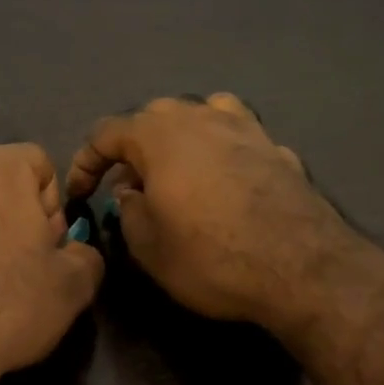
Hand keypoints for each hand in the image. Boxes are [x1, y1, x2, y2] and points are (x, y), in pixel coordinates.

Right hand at [65, 94, 362, 341]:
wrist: (302, 269)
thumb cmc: (211, 257)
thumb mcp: (148, 246)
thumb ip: (128, 211)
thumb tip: (130, 192)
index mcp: (160, 135)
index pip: (106, 133)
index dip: (85, 162)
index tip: (80, 193)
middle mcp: (201, 117)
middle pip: (153, 118)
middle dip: (132, 149)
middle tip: (126, 187)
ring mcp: (245, 128)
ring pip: (199, 115)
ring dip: (178, 139)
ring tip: (175, 172)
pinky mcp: (277, 148)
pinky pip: (236, 136)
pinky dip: (220, 151)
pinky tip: (224, 180)